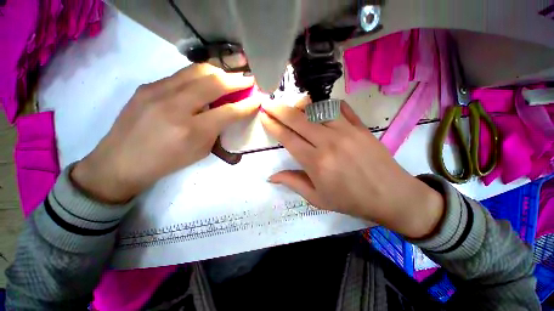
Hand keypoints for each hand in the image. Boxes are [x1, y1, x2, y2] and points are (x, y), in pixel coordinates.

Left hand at [71, 64, 258, 202]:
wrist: (121, 161)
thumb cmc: (167, 162)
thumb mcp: (200, 151)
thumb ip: (217, 130)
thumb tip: (228, 112)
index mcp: (192, 131)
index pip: (228, 112)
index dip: (247, 104)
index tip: (258, 98)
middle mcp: (175, 106)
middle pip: (214, 83)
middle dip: (237, 80)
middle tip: (249, 79)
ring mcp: (158, 91)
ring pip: (197, 71)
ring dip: (220, 72)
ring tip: (230, 77)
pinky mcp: (148, 86)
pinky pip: (182, 75)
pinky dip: (200, 76)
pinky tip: (206, 82)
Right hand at [261, 100, 443, 238]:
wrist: (391, 196)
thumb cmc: (350, 200)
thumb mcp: (317, 198)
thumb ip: (293, 183)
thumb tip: (271, 176)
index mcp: (316, 162)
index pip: (288, 138)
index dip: (273, 126)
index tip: (264, 117)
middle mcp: (328, 142)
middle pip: (298, 119)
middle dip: (279, 110)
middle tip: (268, 103)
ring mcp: (346, 131)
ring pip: (317, 109)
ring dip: (300, 106)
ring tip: (291, 106)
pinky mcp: (360, 126)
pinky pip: (340, 108)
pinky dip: (326, 105)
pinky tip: (319, 107)